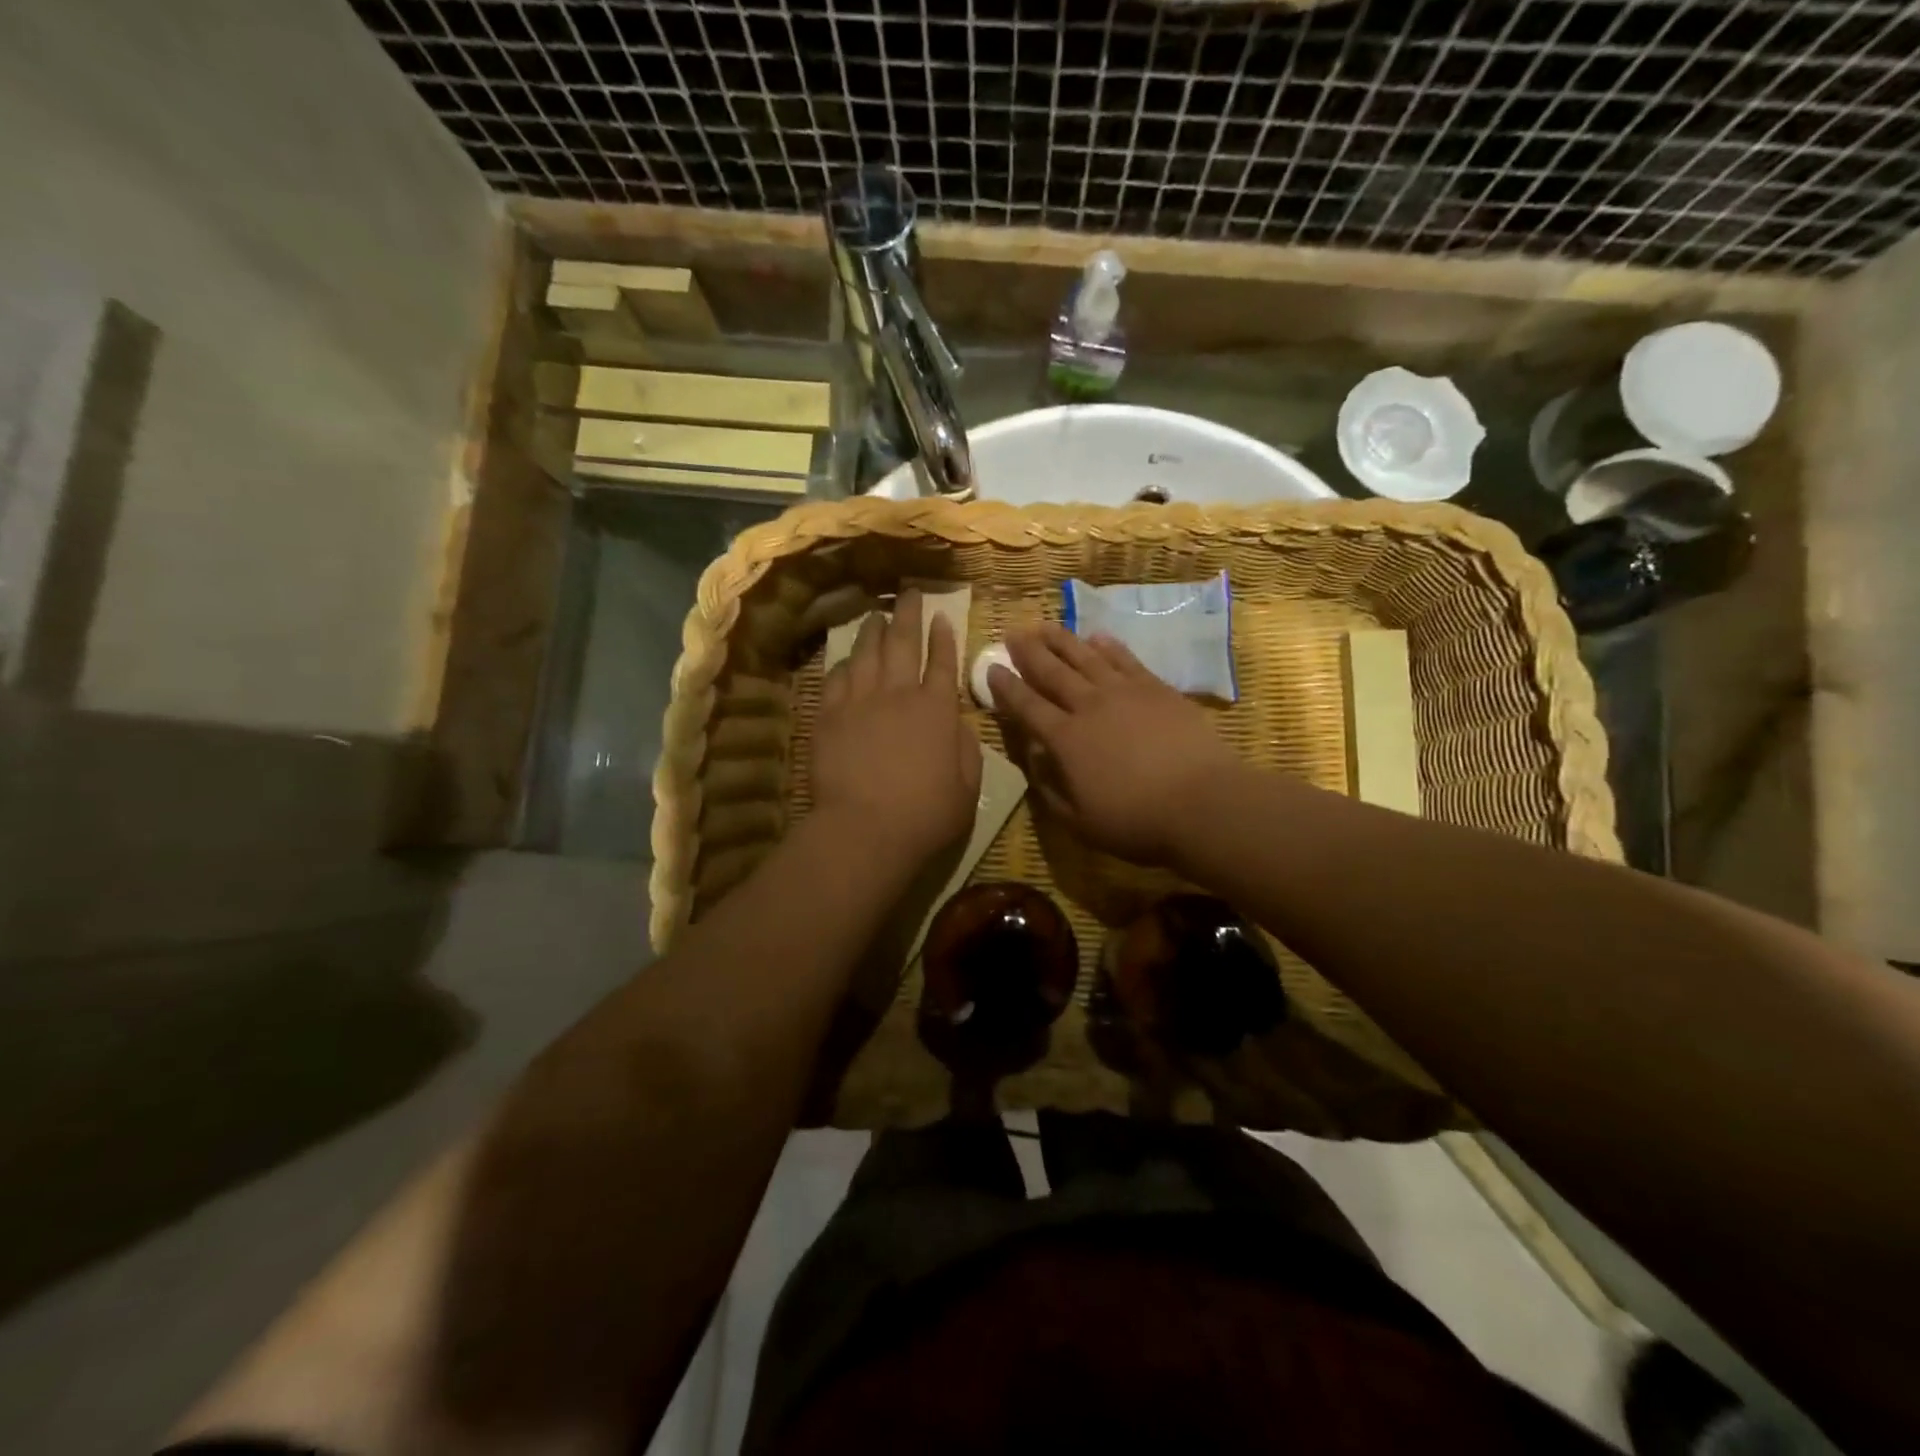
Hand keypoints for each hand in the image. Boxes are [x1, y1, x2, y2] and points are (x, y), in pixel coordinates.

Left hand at [814, 590, 982, 867]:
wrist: (864, 829)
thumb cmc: (925, 815)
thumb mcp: (967, 787)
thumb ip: (967, 750)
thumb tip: (959, 725)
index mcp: (937, 710)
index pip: (943, 663)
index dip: (944, 638)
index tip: (943, 616)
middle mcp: (898, 694)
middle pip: (903, 644)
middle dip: (908, 615)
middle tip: (908, 593)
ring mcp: (859, 702)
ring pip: (866, 654)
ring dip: (873, 631)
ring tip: (875, 615)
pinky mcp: (828, 716)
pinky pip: (836, 679)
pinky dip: (844, 664)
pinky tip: (846, 659)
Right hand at [989, 623, 1241, 865]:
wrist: (1201, 802)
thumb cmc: (1136, 821)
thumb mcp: (1079, 822)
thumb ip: (1050, 790)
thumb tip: (1034, 759)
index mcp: (1065, 740)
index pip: (1027, 707)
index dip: (1007, 688)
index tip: (991, 669)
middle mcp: (1089, 707)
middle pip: (1052, 672)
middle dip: (1028, 653)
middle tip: (1012, 634)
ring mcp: (1124, 692)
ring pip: (1085, 657)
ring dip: (1061, 641)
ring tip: (1044, 626)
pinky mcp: (1156, 688)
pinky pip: (1125, 659)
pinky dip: (1108, 646)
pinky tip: (1097, 637)